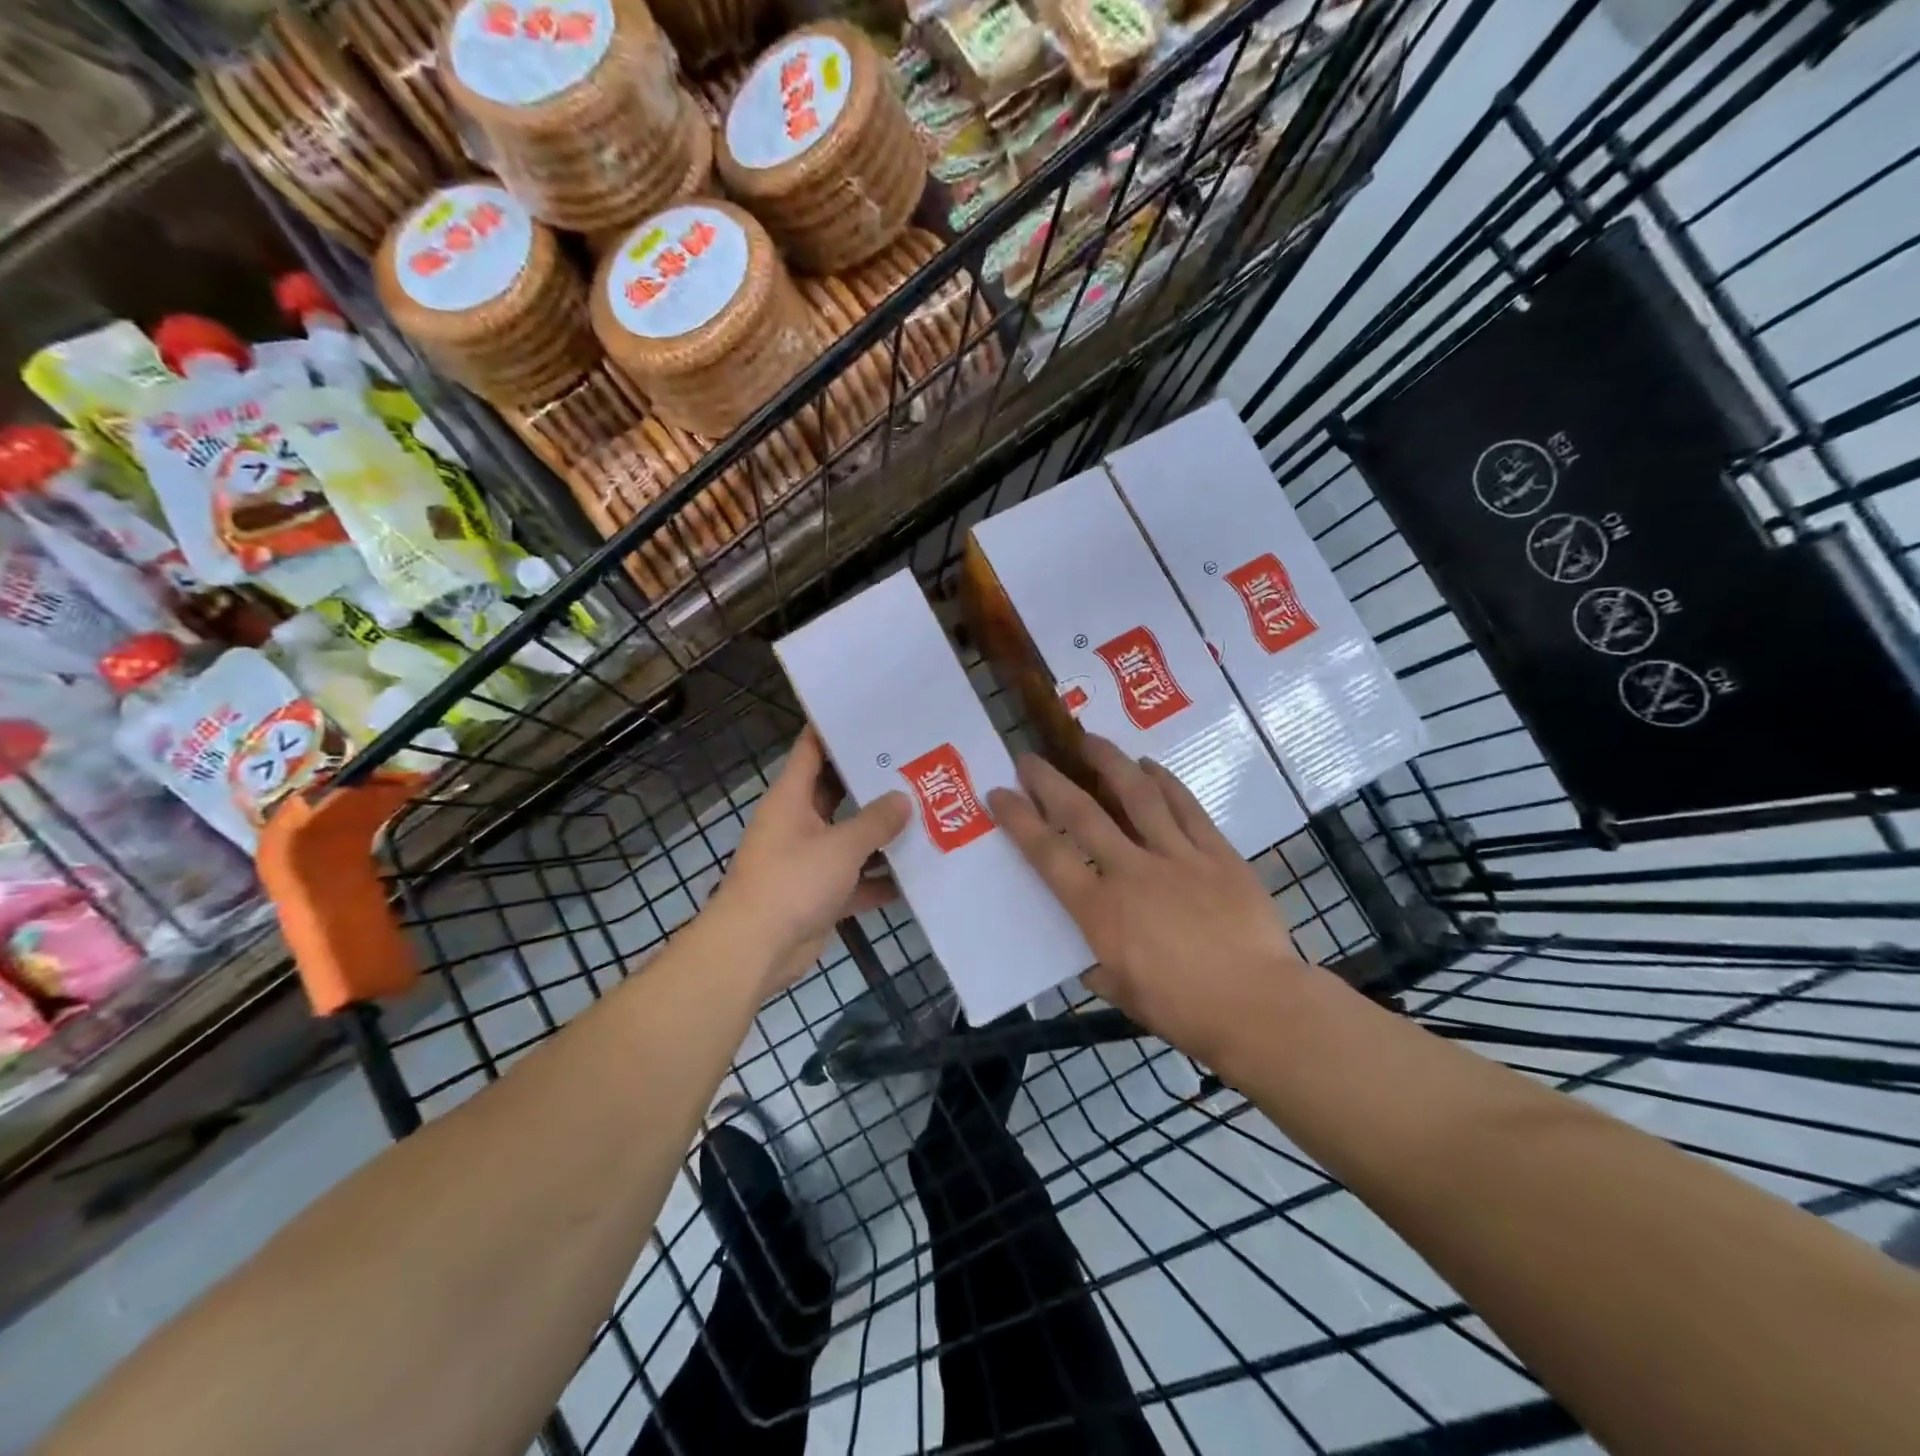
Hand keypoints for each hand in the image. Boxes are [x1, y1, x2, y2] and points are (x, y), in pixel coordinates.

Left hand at [711, 727, 910, 996]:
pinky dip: (879, 878)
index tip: (870, 714)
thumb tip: (903, 800)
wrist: (756, 950)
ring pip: (850, 837)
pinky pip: (855, 878)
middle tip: (914, 764)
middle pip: (837, 792)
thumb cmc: (792, 882)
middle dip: (872, 782)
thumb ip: (875, 821)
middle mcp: (799, 822)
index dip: (835, 729)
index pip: (812, 749)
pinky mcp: (820, 894)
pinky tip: (916, 874)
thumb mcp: (840, 845)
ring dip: (881, 833)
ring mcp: (809, 859)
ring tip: (926, 813)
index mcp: (792, 799)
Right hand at [986, 736, 1312, 1067]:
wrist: (1258, 1006)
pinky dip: (1166, 782)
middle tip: (1030, 757)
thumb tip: (1089, 951)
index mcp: (1101, 910)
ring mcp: (1178, 856)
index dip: (1019, 820)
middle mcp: (1132, 871)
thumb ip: (1097, 963)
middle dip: (1051, 781)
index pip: (1048, 855)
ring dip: (1110, 763)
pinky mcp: (1218, 854)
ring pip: (1138, 796)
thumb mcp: (1122, 993)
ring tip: (1090, 739)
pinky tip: (1150, 765)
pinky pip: (1187, 808)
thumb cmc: (1183, 1010)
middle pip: (1084, 814)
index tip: (999, 793)